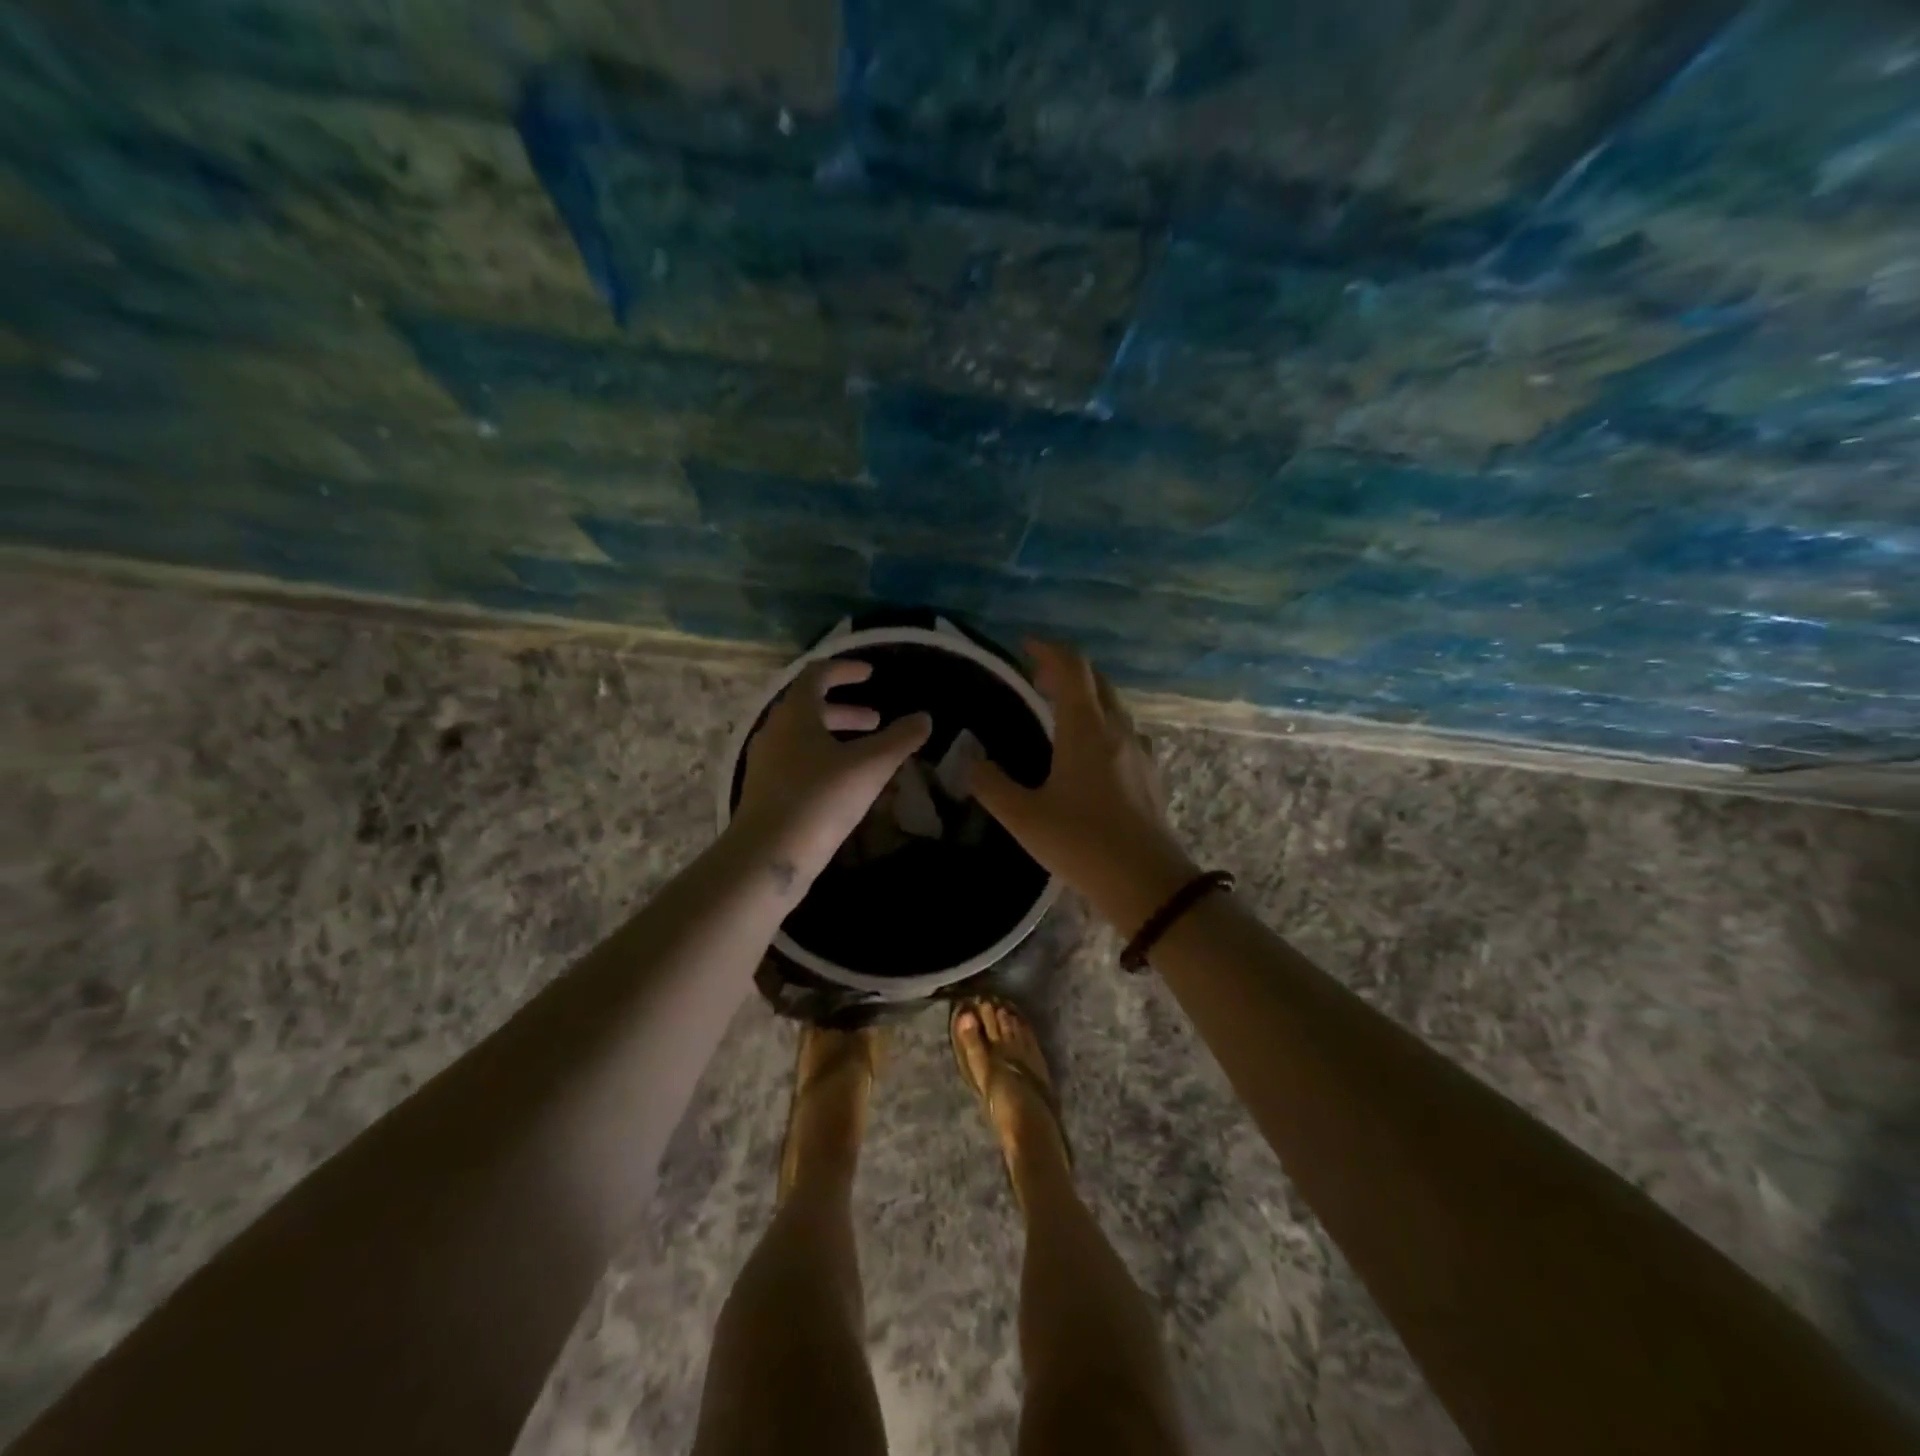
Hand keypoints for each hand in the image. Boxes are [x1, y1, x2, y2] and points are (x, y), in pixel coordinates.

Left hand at [731, 657, 931, 887]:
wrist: (767, 856)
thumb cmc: (819, 800)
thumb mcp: (869, 767)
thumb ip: (900, 740)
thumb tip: (924, 718)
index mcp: (795, 714)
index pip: (817, 675)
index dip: (845, 670)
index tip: (870, 675)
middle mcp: (775, 731)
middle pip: (810, 707)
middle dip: (846, 711)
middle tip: (876, 720)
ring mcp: (766, 763)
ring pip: (804, 737)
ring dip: (836, 737)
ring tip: (866, 753)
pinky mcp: (765, 792)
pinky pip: (797, 762)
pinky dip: (824, 760)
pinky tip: (844, 785)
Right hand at [969, 641, 1198, 930]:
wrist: (1147, 882)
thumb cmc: (1081, 843)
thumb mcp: (1024, 817)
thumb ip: (991, 784)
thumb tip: (970, 760)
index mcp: (1085, 729)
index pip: (1071, 668)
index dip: (1048, 650)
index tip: (1026, 646)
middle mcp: (1117, 729)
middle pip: (1097, 681)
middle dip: (1067, 671)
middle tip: (1037, 680)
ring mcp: (1140, 752)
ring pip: (1114, 706)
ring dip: (1088, 698)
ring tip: (1061, 713)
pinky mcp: (1151, 775)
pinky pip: (1126, 733)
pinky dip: (1104, 725)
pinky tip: (1092, 753)